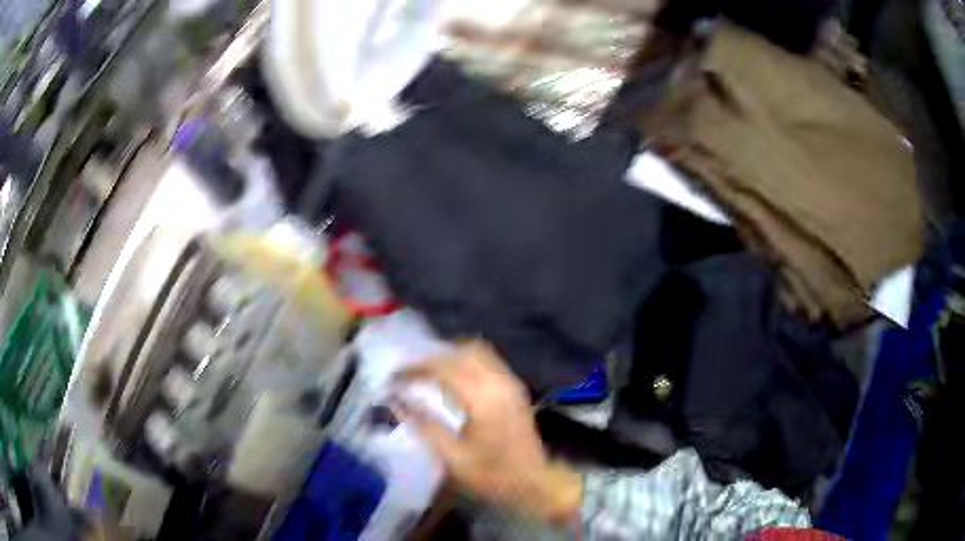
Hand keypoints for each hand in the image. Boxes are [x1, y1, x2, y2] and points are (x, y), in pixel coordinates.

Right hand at [395, 341, 582, 522]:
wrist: (535, 483)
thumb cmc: (493, 475)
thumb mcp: (453, 458)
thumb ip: (425, 426)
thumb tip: (398, 403)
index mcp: (483, 399)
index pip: (443, 369)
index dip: (415, 370)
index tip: (394, 379)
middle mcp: (499, 383)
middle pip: (462, 352)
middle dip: (432, 358)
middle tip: (409, 374)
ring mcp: (511, 383)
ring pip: (478, 352)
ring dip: (450, 357)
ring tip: (428, 374)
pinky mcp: (516, 389)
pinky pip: (488, 361)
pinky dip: (466, 362)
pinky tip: (453, 379)